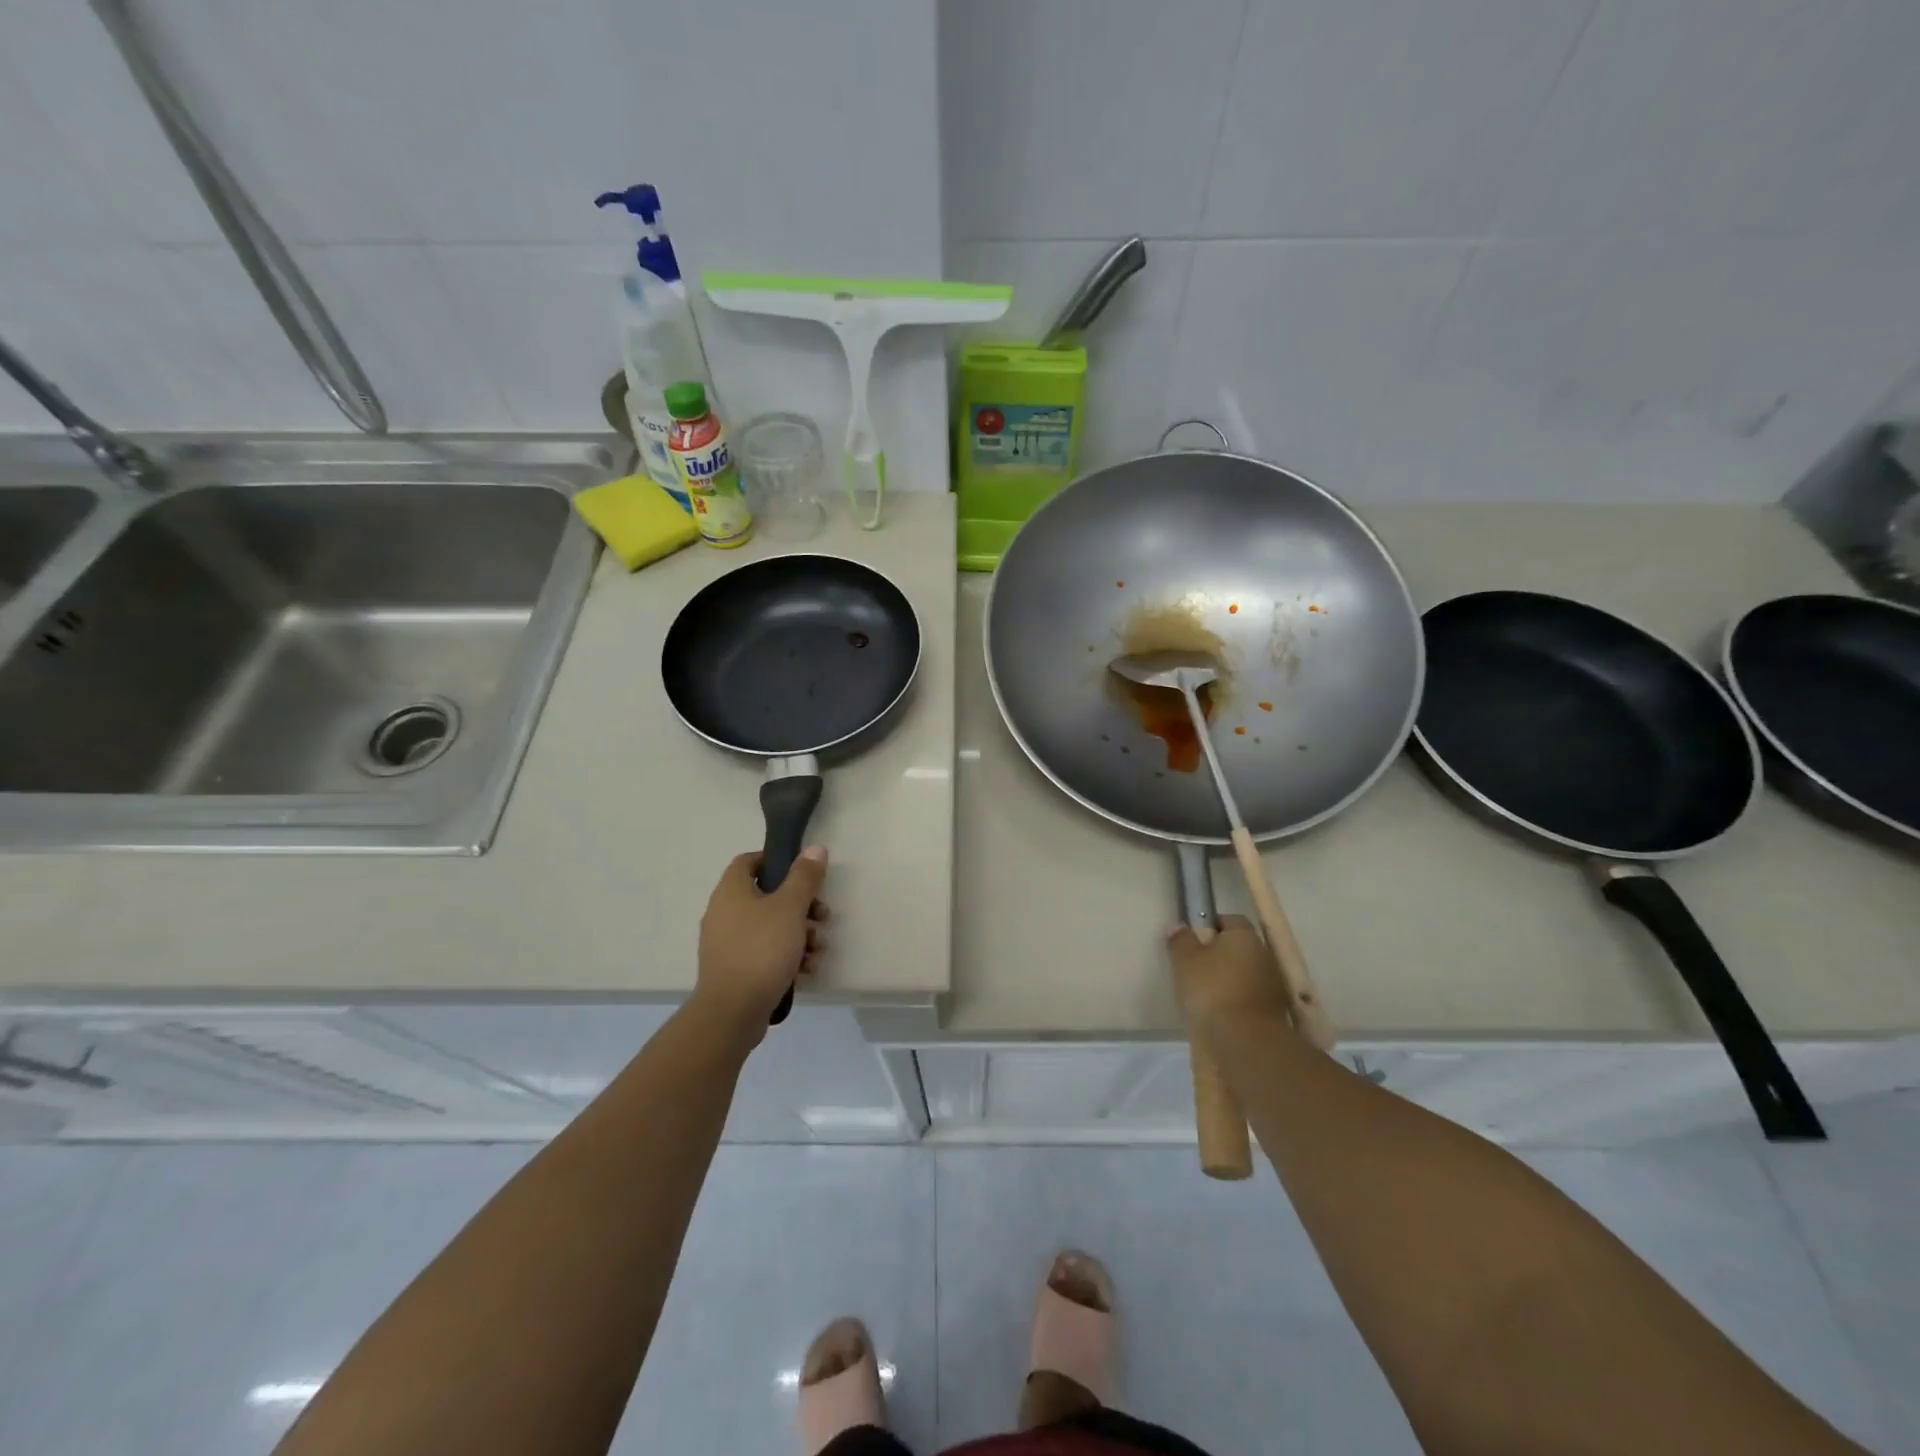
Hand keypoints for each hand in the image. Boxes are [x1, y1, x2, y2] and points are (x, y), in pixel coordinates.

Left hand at [693, 846, 830, 1040]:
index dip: (776, 861)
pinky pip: (764, 952)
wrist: (732, 1012)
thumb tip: (815, 848)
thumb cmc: (761, 950)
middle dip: (801, 905)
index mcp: (731, 891)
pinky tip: (806, 970)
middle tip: (822, 916)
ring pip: (770, 927)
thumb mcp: (790, 907)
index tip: (804, 873)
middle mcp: (724, 913)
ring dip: (799, 933)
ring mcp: (727, 943)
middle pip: (767, 896)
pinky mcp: (734, 970)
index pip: (749, 861)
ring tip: (818, 949)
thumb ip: (804, 876)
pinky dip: (786, 956)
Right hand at [1166, 916, 1290, 1038]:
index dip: (1211, 926)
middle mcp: (1265, 954)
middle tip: (1196, 967)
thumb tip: (1177, 925)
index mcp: (1245, 935)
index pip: (1230, 920)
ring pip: (1247, 973)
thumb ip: (1180, 940)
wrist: (1246, 1040)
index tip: (1194, 940)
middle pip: (1240, 947)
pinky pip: (1252, 996)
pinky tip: (1222, 1012)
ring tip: (1207, 994)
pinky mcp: (1277, 1011)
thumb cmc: (1212, 990)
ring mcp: (1274, 984)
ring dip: (1231, 979)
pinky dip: (1239, 1000)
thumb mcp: (1184, 961)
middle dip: (1221, 954)